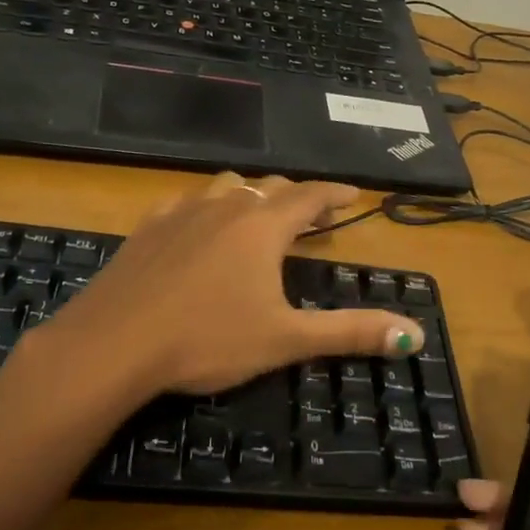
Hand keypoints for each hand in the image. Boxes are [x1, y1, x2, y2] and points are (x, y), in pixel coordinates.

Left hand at [44, 171, 425, 400]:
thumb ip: (351, 332)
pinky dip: (206, 206)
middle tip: (314, 215)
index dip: (335, 193)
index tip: (353, 193)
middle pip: (270, 187)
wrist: (114, 343)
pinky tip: (198, 224)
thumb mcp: (286, 339)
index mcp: (263, 227)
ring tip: (259, 215)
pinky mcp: (148, 227)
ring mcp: (182, 212)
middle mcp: (226, 207)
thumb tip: (415, 333)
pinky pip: (185, 201)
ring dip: (251, 194)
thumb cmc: (207, 339)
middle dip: (297, 197)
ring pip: (226, 186)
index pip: (310, 196)